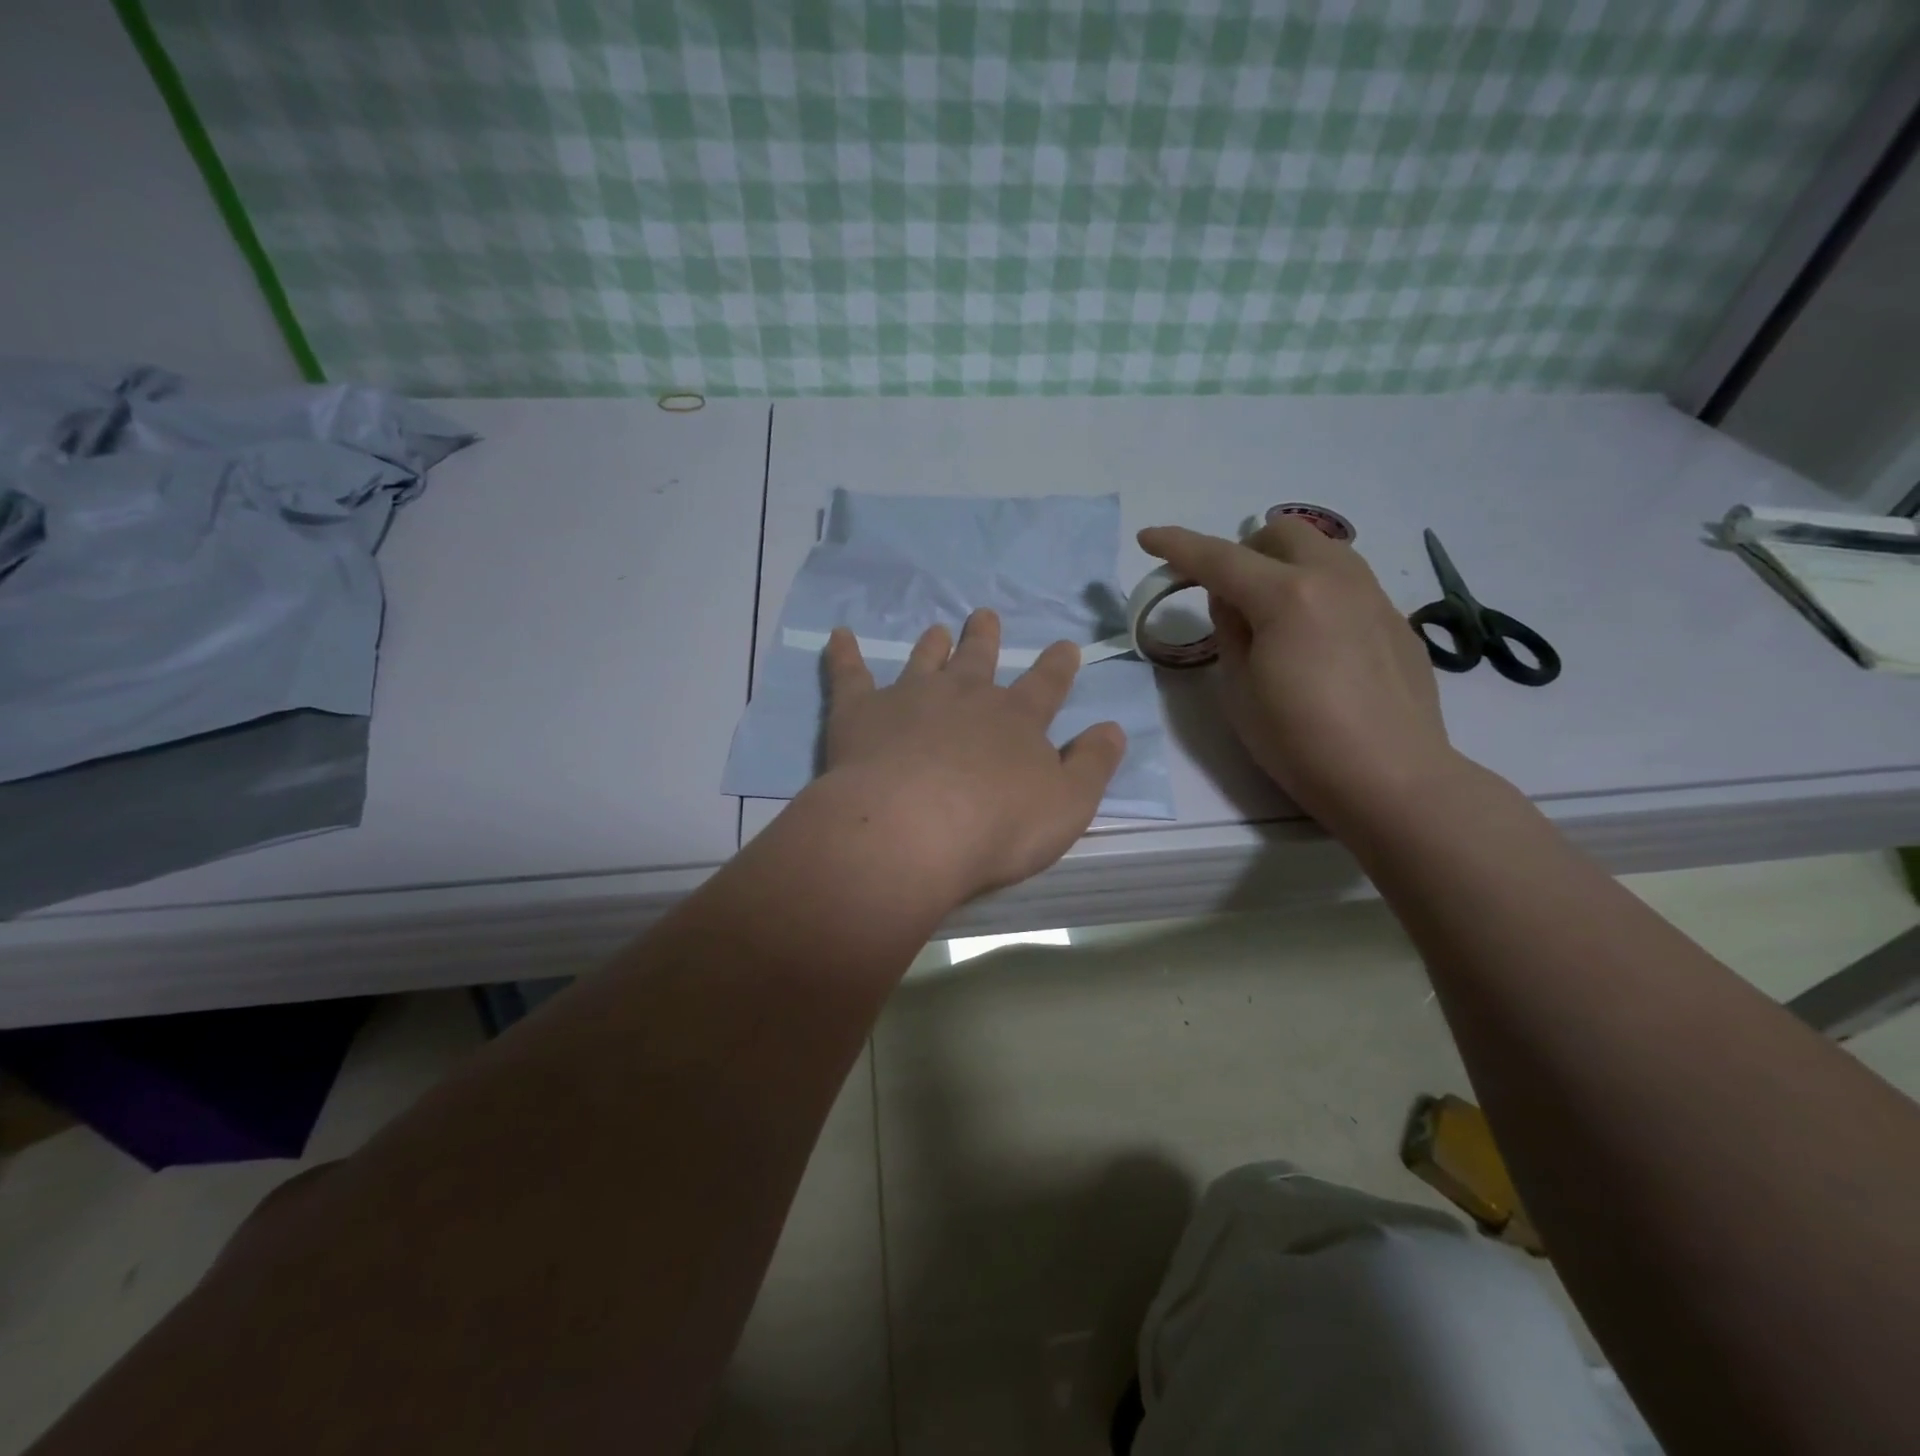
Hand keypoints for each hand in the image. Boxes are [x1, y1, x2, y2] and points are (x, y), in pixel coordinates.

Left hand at [816, 610, 1125, 901]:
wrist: (911, 830)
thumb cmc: (996, 827)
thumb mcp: (1067, 805)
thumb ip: (1092, 766)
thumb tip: (1112, 729)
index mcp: (1016, 718)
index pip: (1046, 684)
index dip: (1057, 665)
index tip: (1064, 645)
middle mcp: (964, 696)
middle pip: (978, 659)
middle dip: (985, 638)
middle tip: (984, 616)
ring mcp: (910, 698)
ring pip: (924, 660)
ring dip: (932, 644)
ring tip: (936, 629)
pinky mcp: (860, 712)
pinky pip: (849, 675)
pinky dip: (844, 654)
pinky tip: (838, 635)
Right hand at [1137, 518, 1456, 830]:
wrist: (1390, 778)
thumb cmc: (1298, 741)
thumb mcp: (1238, 689)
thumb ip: (1229, 631)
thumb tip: (1233, 600)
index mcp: (1286, 596)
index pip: (1219, 558)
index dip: (1177, 545)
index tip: (1148, 538)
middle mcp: (1335, 579)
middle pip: (1283, 533)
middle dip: (1245, 551)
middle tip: (1230, 595)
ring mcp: (1374, 597)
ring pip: (1323, 550)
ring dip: (1287, 565)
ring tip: (1274, 614)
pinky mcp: (1396, 621)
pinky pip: (1349, 584)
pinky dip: (1320, 593)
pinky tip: (1318, 644)